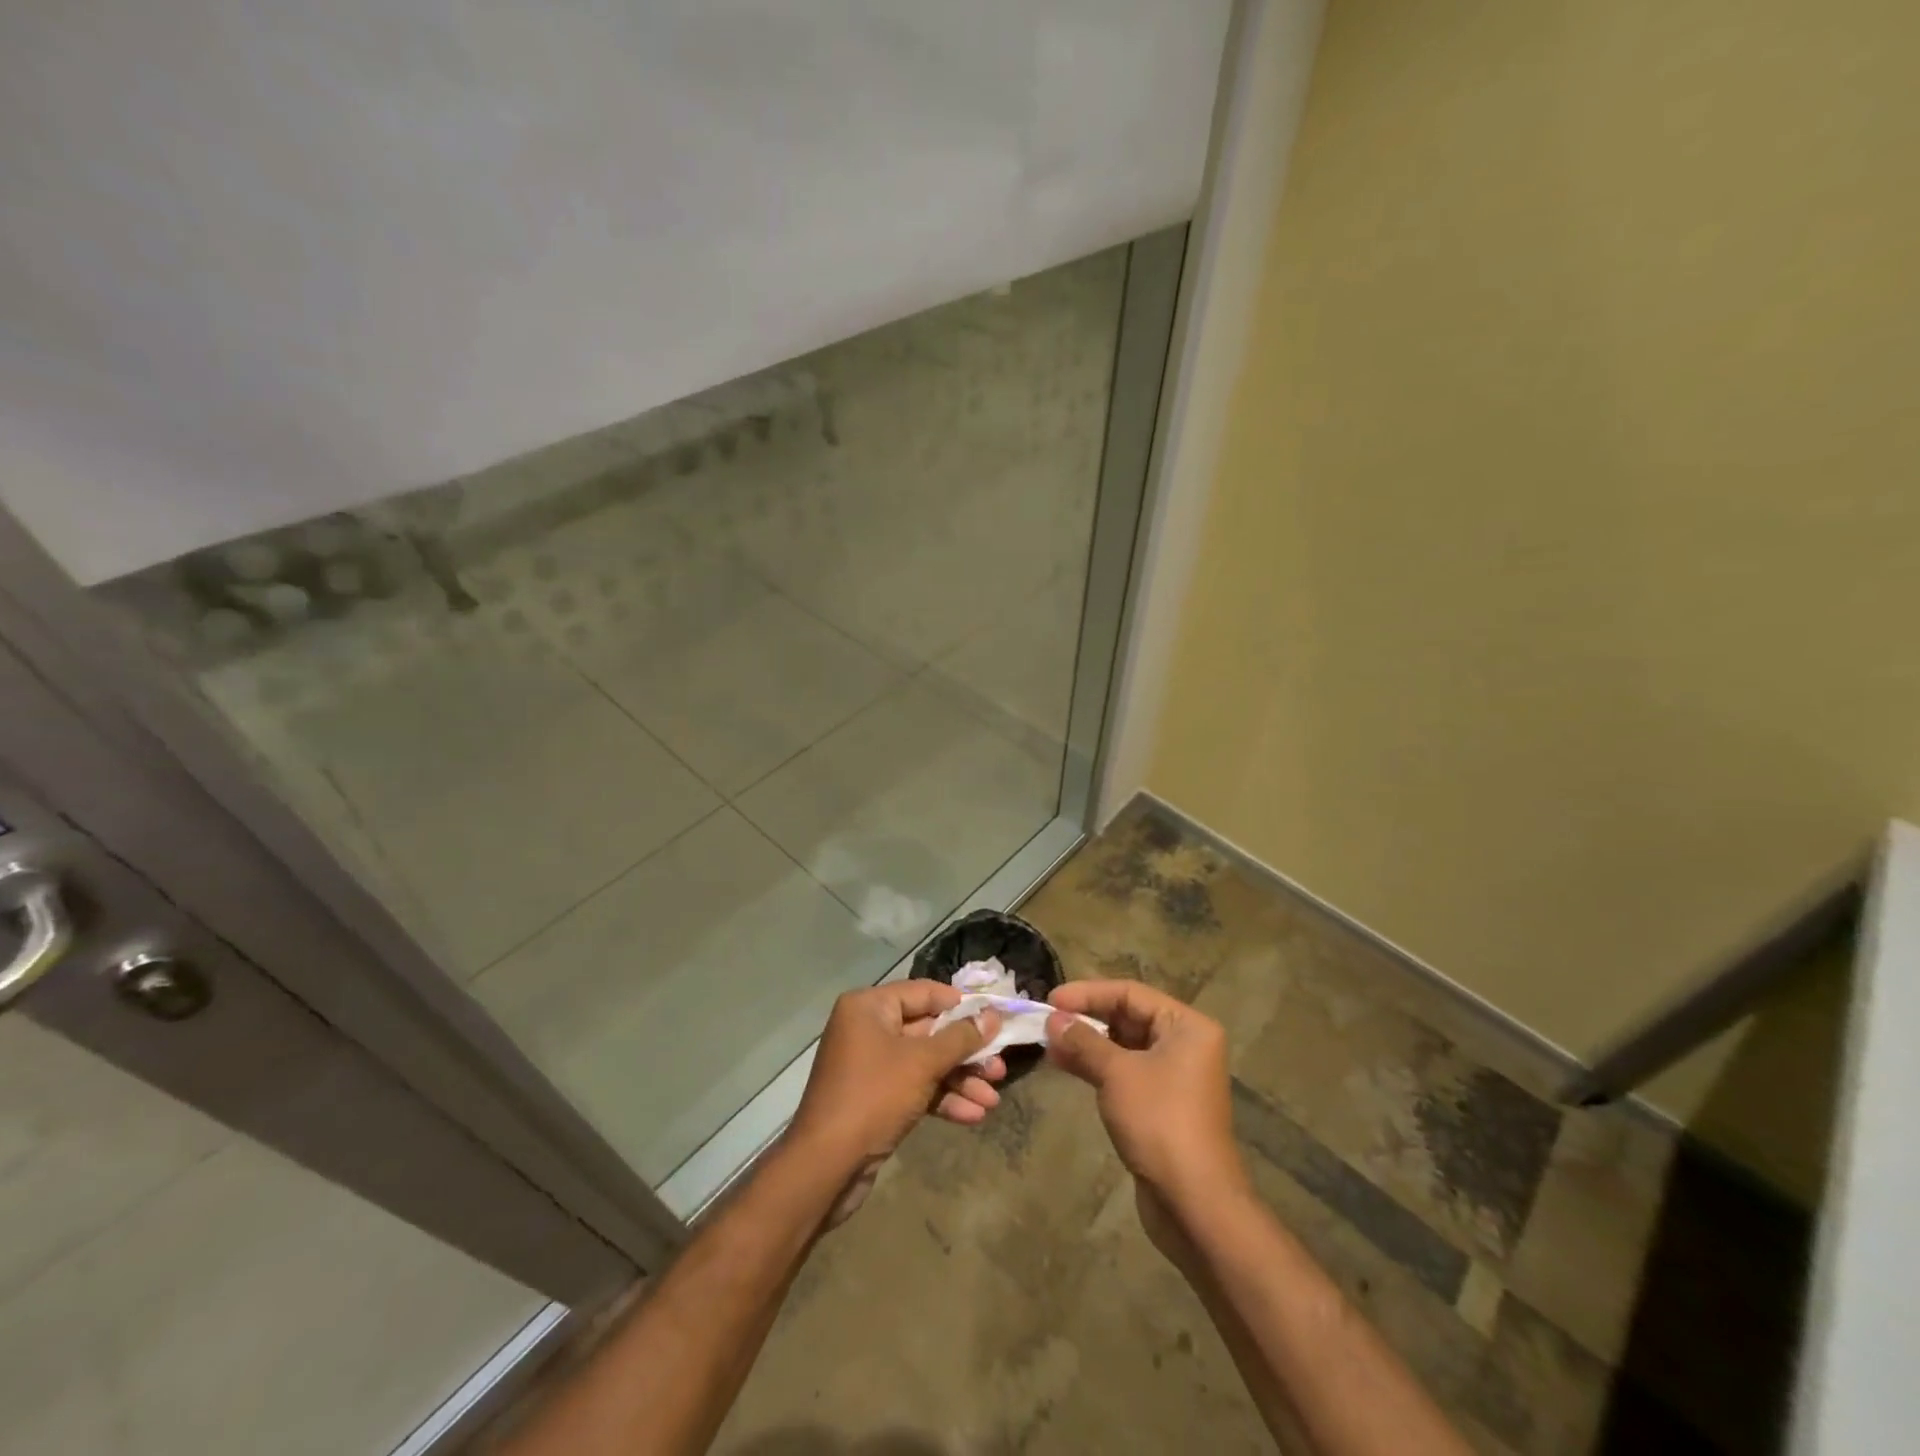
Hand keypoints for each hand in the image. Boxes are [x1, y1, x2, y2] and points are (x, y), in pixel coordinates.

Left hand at [787, 981, 1003, 1225]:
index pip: (924, 993)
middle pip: (928, 1031)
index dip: (960, 1005)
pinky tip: (973, 1116)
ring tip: (993, 1097)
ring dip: (959, 1079)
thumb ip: (960, 1038)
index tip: (995, 1017)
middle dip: (965, 1052)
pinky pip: (915, 1088)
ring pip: (925, 1063)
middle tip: (999, 1067)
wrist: (826, 1167)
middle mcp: (868, 1029)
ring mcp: (871, 1065)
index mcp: (869, 1007)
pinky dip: (942, 1098)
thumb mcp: (922, 1063)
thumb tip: (992, 1017)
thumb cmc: (874, 1096)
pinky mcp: (876, 1098)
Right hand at [1045, 980, 1248, 1219]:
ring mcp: (1173, 1075)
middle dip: (1085, 1018)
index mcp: (1186, 1026)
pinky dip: (1096, 1066)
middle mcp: (1184, 1044)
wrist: (1194, 1203)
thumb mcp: (1117, 1073)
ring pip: (1122, 1046)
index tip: (1052, 999)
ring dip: (1086, 1043)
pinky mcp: (1160, 1103)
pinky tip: (1064, 1065)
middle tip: (1046, 1021)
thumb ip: (1084, 1041)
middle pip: (1127, 1017)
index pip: (1130, 993)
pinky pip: (1124, 1071)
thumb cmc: (1159, 1122)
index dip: (1088, 993)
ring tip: (1047, 1043)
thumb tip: (1053, 1019)